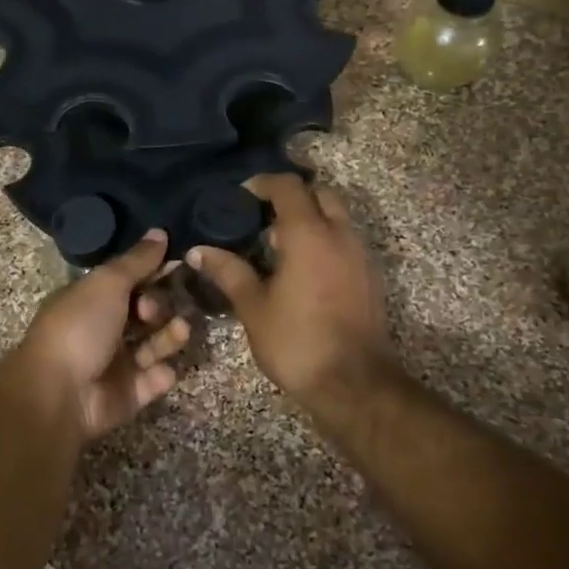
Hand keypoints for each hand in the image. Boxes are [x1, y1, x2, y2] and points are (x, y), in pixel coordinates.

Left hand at [2, 231, 191, 441]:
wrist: (58, 394)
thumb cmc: (79, 328)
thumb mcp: (107, 284)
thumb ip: (137, 261)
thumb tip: (159, 231)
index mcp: (90, 300)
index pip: (128, 281)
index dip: (152, 273)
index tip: (179, 264)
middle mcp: (102, 329)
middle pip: (144, 313)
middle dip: (159, 306)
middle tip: (153, 310)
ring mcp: (115, 364)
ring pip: (153, 345)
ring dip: (169, 336)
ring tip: (180, 330)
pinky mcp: (127, 395)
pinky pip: (152, 380)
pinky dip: (160, 375)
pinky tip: (162, 370)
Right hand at [187, 174, 393, 405]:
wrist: (355, 384)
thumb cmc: (297, 342)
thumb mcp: (253, 307)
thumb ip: (228, 272)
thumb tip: (198, 251)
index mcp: (309, 234)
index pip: (288, 186)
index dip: (262, 184)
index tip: (239, 197)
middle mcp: (340, 235)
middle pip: (319, 194)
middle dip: (291, 197)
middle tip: (261, 219)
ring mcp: (360, 256)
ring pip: (337, 218)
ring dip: (310, 220)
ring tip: (277, 247)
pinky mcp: (370, 278)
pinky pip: (346, 242)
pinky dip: (324, 241)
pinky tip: (301, 272)